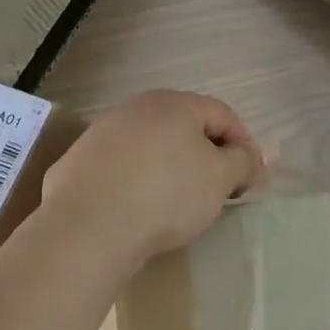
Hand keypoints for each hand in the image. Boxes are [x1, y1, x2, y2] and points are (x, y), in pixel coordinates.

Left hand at [40, 90, 263, 266]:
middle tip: (218, 190)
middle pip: (183, 127)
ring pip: (150, 147)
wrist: (89, 227)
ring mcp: (101, 133)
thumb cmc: (166, 195)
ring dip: (170, 168)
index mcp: (173, 103)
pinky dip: (137, 182)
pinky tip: (139, 209)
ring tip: (178, 202)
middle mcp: (134, 108)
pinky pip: (121, 168)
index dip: (244, 145)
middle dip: (206, 155)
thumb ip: (243, 161)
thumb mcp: (220, 178)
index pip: (222, 114)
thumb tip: (248, 157)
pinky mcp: (78, 163)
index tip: (251, 180)